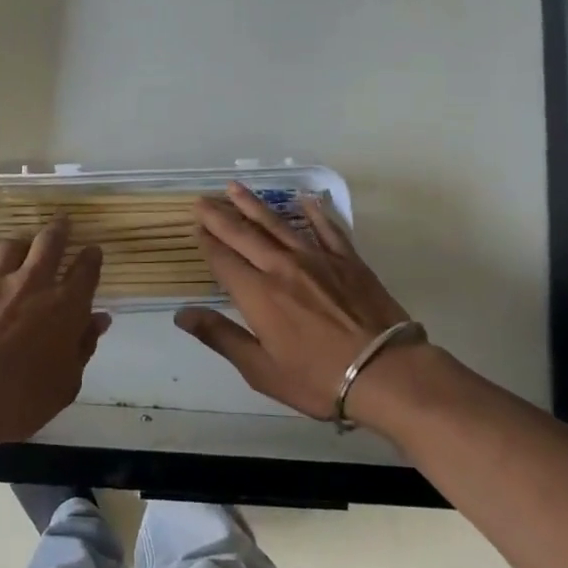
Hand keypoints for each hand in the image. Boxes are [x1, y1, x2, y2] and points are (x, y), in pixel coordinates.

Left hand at [0, 219, 112, 443]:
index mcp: (65, 307)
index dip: (91, 258)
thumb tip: (99, 319)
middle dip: (59, 230)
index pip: (86, 271)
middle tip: (62, 223)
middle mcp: (33, 282)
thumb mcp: (65, 384)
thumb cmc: (19, 401)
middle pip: (50, 242)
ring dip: (20, 244)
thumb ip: (83, 347)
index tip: (92, 252)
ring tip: (20, 247)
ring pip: (11, 244)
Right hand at [175, 183, 415, 420]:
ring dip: (254, 205)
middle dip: (220, 216)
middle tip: (203, 200)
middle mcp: (282, 267)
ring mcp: (317, 259)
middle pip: (244, 234)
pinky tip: (305, 198)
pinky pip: (327, 228)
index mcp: (258, 294)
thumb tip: (182, 314)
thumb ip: (221, 337)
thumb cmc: (317, 379)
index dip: (207, 243)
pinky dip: (315, 211)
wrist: (385, 372)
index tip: (196, 228)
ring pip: (278, 224)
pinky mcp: (348, 260)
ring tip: (235, 188)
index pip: (224, 260)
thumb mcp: (261, 369)